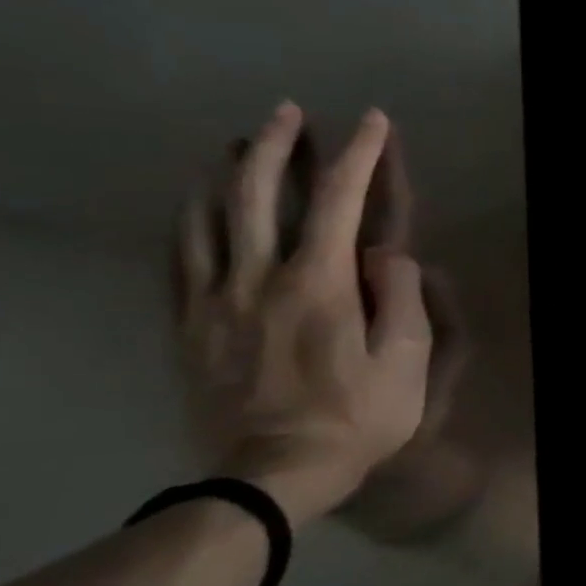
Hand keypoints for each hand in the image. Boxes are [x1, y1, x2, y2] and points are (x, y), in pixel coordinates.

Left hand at [175, 103, 432, 527]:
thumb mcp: (407, 360)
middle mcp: (260, 278)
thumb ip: (399, 297)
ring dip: (227, 172)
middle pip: (259, 194)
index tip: (373, 121)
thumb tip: (386, 252)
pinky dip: (187, 219)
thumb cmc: (358, 414)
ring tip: (238, 144)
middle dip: (278, 145)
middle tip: (289, 112)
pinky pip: (178, 257)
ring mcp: (214, 300)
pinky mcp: (188, 325)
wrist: (273, 473)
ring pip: (209, 217)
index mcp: (320, 284)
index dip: (360, 155)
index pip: (340, 201)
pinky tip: (195, 204)